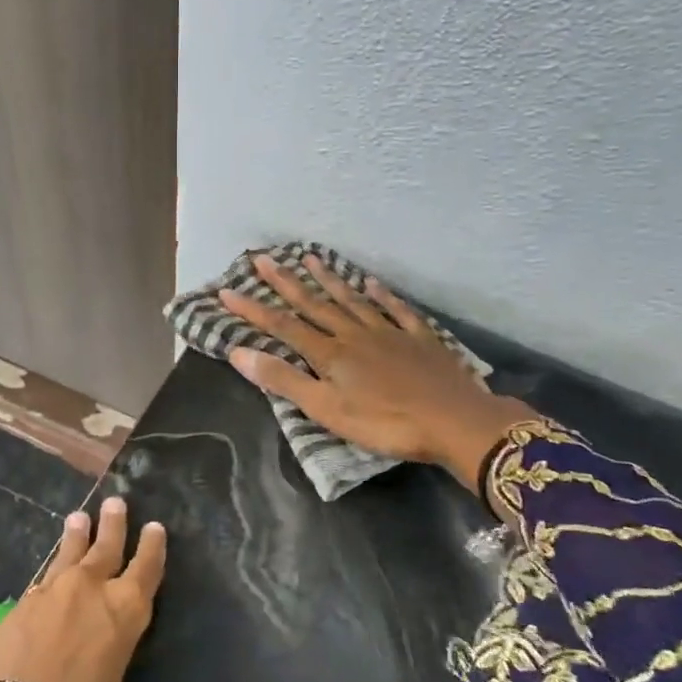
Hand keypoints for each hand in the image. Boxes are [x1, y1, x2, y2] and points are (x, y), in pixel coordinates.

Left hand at [0, 497, 188, 681]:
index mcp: (125, 612)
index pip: (145, 569)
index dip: (152, 548)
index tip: (155, 527)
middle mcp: (90, 591)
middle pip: (106, 548)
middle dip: (113, 525)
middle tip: (116, 502)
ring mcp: (50, 594)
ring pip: (68, 554)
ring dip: (75, 536)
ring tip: (78, 516)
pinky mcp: (18, 606)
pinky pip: (40, 581)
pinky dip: (48, 572)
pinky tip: (47, 573)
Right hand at [218, 252, 536, 491]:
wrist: (454, 421)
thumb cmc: (385, 423)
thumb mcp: (326, 409)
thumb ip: (283, 380)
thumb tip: (238, 352)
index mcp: (329, 354)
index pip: (282, 326)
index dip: (253, 309)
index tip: (227, 290)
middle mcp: (354, 334)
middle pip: (314, 305)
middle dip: (285, 282)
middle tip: (263, 258)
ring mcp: (388, 332)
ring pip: (351, 300)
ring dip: (328, 280)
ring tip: (310, 258)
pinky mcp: (419, 339)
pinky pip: (395, 310)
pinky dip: (381, 295)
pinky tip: (371, 283)